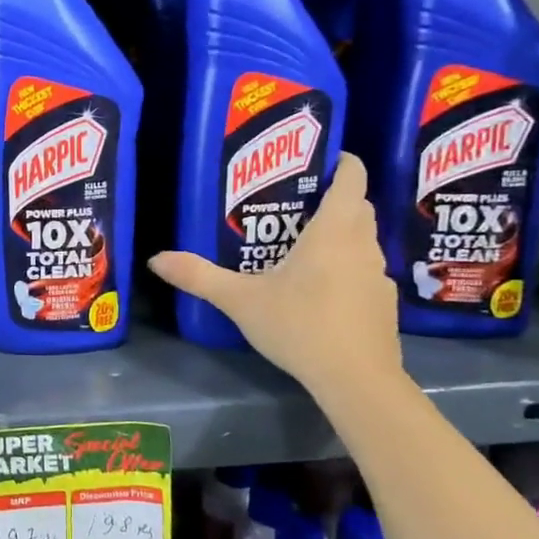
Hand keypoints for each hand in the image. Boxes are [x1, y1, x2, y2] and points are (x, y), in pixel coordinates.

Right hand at [148, 152, 402, 398]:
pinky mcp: (383, 304)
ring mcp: (378, 276)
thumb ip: (198, 276)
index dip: (341, 162)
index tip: (321, 159)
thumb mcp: (240, 300)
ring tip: (303, 245)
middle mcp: (363, 245)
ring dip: (342, 235)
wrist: (356, 380)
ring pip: (363, 241)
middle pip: (358, 207)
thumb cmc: (300, 326)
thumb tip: (155, 259)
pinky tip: (321, 291)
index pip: (351, 179)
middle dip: (335, 198)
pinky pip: (366, 272)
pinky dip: (347, 269)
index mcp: (333, 232)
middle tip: (296, 203)